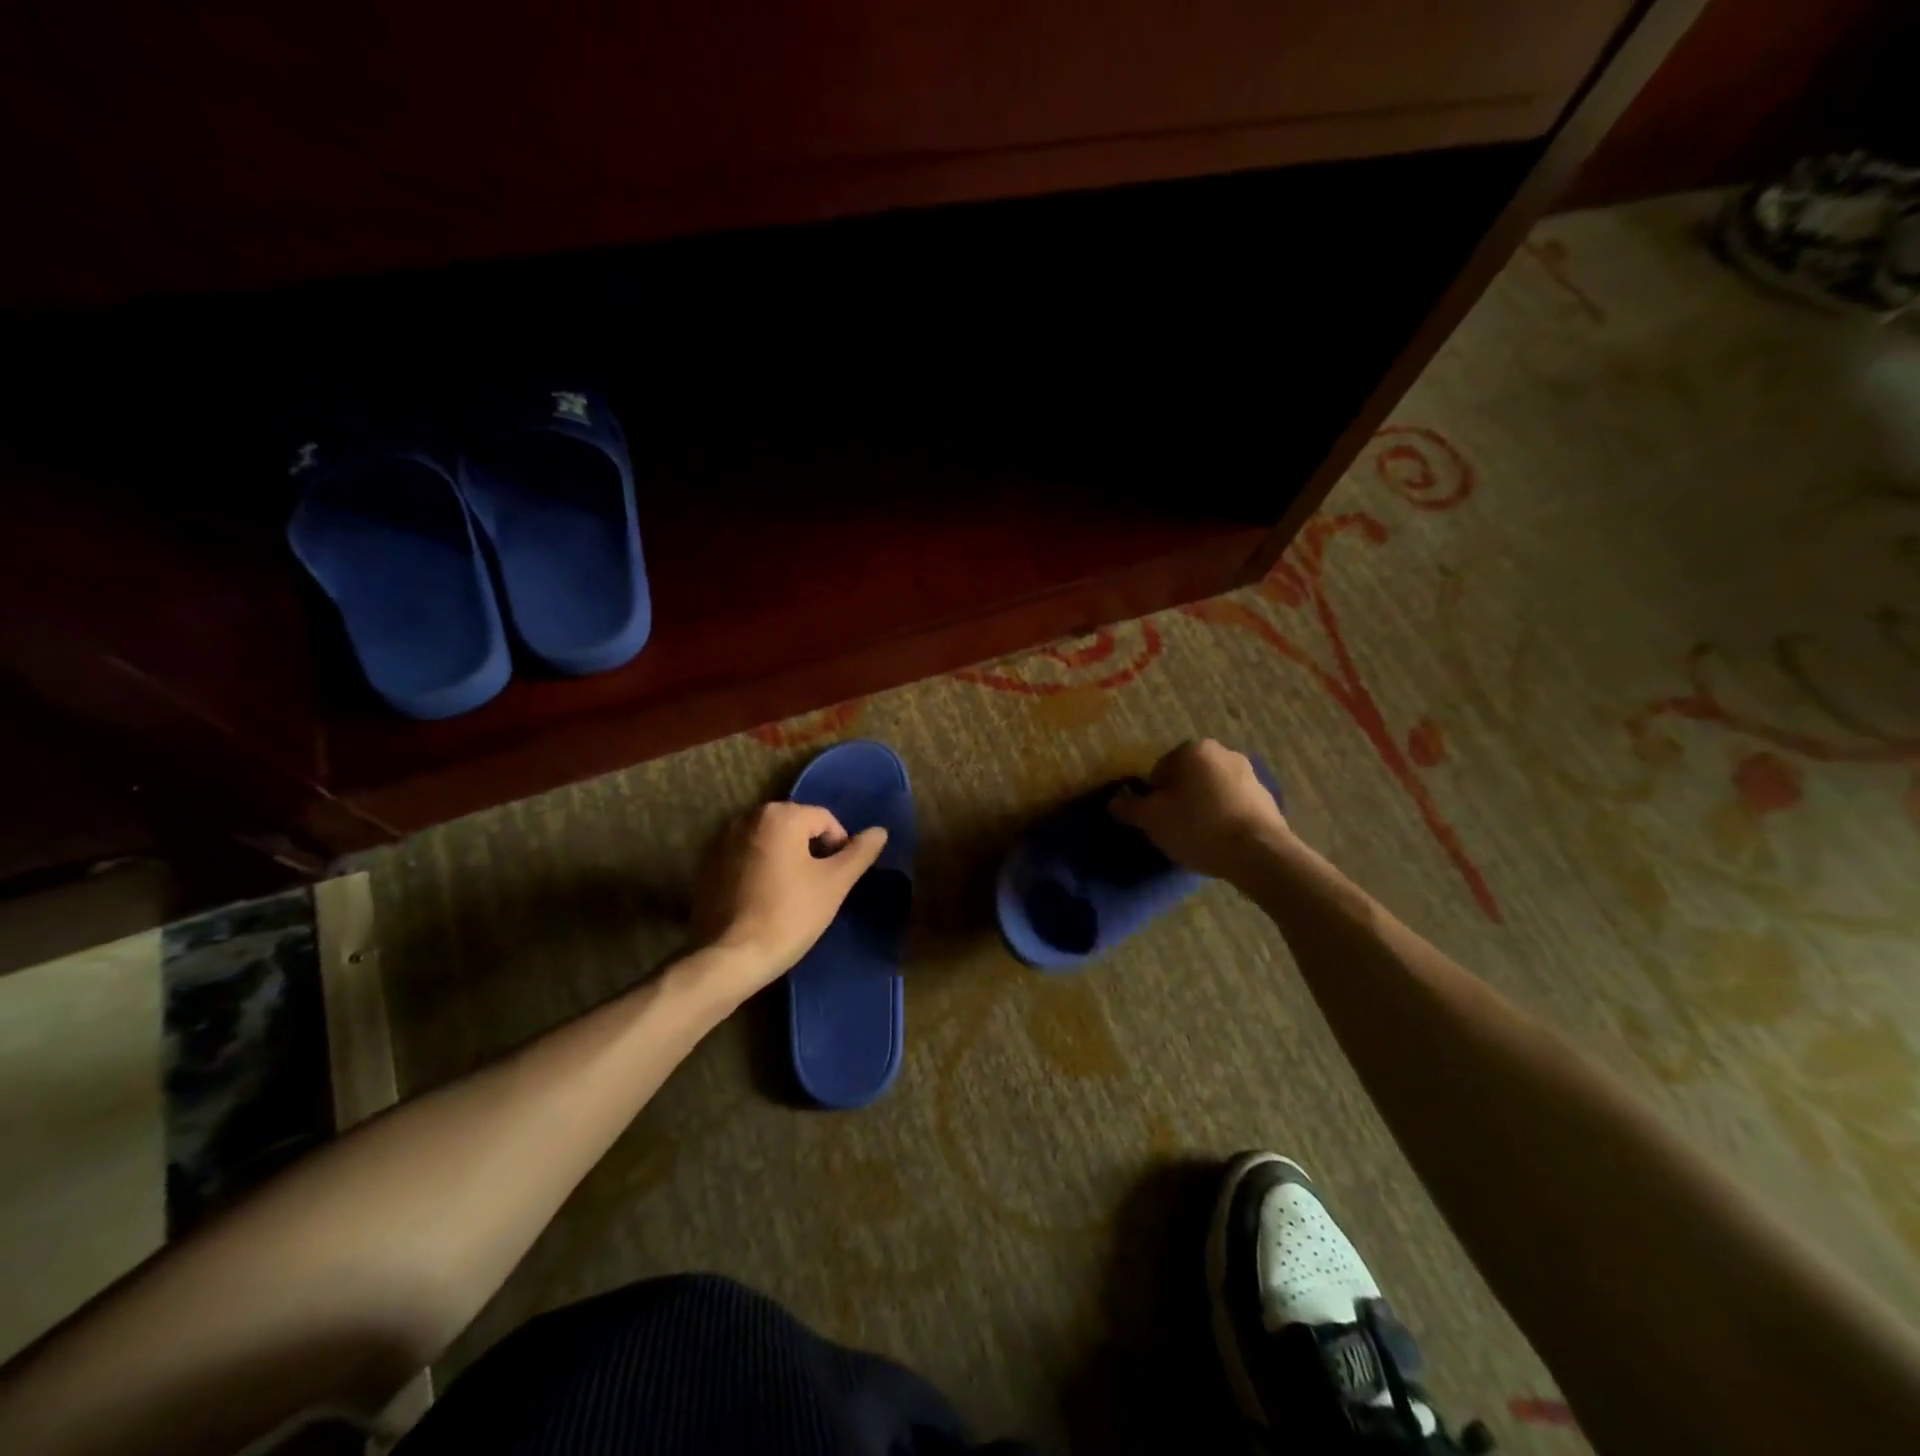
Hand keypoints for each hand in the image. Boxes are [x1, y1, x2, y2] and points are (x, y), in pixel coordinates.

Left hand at [688, 801, 888, 998]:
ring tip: (792, 895)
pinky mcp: (708, 865)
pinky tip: (764, 900)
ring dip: (786, 859)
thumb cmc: (789, 915)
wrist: (730, 957)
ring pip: (770, 842)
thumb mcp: (835, 884)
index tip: (837, 880)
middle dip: (811, 851)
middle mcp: (748, 817)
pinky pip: (747, 857)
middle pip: (796, 826)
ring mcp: (722, 840)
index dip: (839, 847)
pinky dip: (760, 870)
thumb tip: (880, 831)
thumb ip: (859, 853)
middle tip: (818, 888)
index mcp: (780, 815)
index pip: (825, 819)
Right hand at [1109, 739, 1289, 881]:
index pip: (1160, 769)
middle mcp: (1224, 753)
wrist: (1258, 853)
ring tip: (1199, 837)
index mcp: (1194, 750)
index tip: (1157, 819)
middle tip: (1175, 828)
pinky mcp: (1267, 798)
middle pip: (1188, 777)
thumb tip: (1114, 801)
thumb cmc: (1197, 827)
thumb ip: (1128, 807)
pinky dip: (1224, 817)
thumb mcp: (1151, 819)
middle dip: (1180, 799)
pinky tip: (1221, 840)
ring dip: (1202, 807)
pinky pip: (1233, 804)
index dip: (1153, 796)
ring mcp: (1250, 775)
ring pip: (1212, 790)